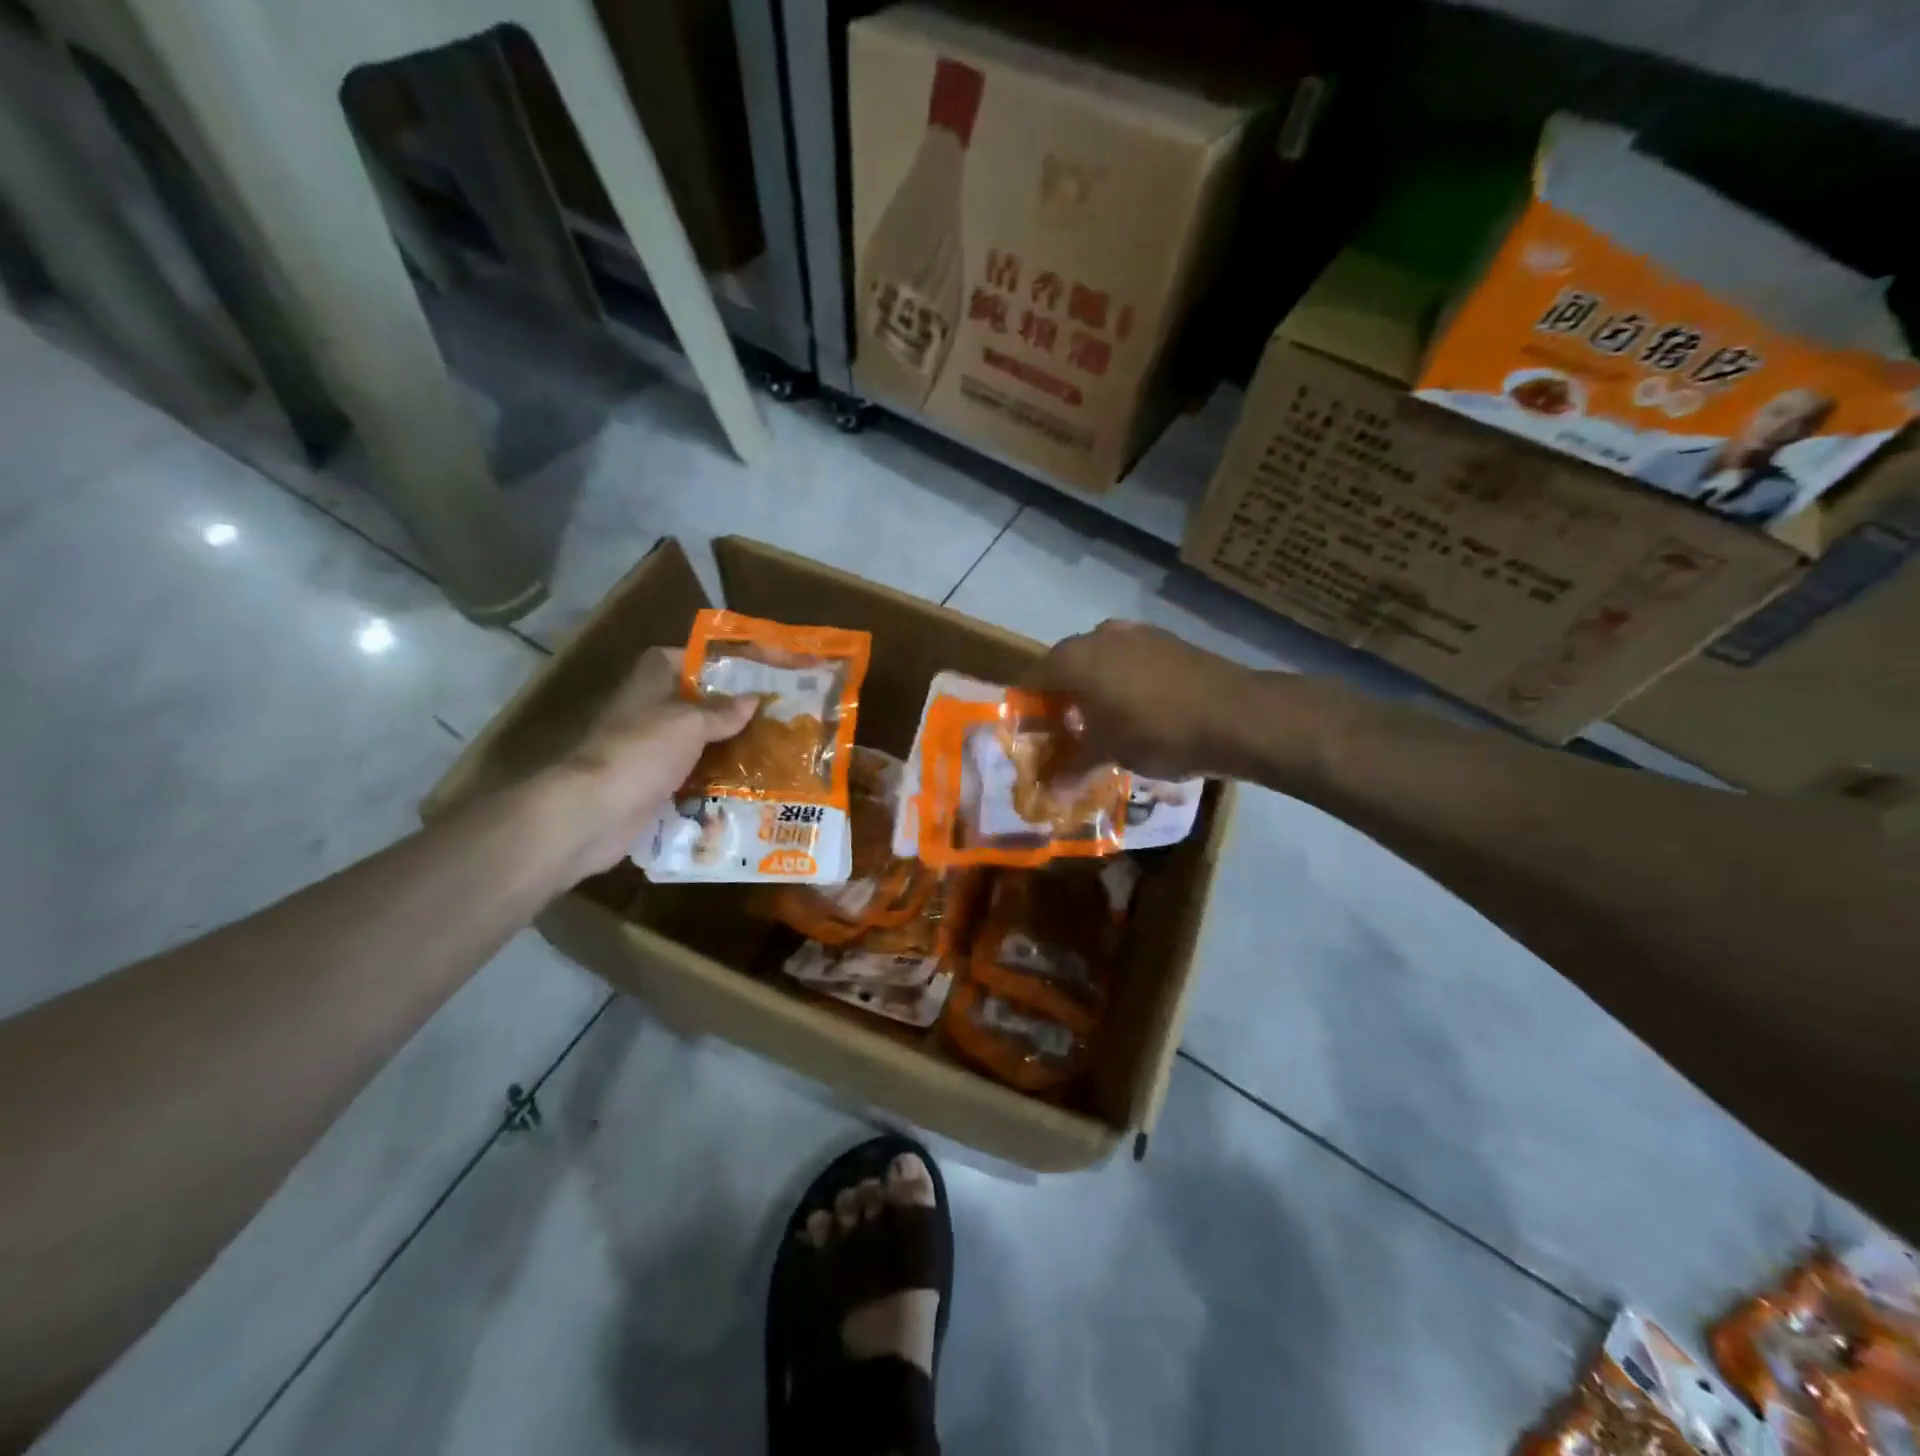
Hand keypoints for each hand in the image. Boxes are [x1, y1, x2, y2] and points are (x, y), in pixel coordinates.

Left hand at [554, 647, 757, 874]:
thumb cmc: (644, 750)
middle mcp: (647, 709)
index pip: (681, 657)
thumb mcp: (691, 723)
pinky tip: (743, 779)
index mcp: (650, 681)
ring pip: (692, 739)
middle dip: (726, 707)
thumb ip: (723, 711)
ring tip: (766, 745)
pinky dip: (711, 776)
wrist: (597, 809)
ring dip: (722, 744)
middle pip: (691, 701)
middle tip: (768, 712)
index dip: (711, 662)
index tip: (747, 672)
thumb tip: (754, 699)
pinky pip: (688, 773)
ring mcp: (647, 747)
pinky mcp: (651, 781)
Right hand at [1031, 621, 1254, 779]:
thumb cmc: (1156, 733)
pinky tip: (1139, 708)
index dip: (1029, 708)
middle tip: (1067, 731)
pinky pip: (1129, 658)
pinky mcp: (1166, 639)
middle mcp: (1097, 636)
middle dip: (1062, 697)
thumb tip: (1049, 793)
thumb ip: (1073, 768)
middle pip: (1064, 665)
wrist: (1235, 715)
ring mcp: (1135, 633)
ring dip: (1095, 686)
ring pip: (1099, 660)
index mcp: (1073, 659)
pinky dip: (1124, 679)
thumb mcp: (1108, 754)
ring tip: (1104, 722)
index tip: (1034, 734)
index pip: (1032, 678)